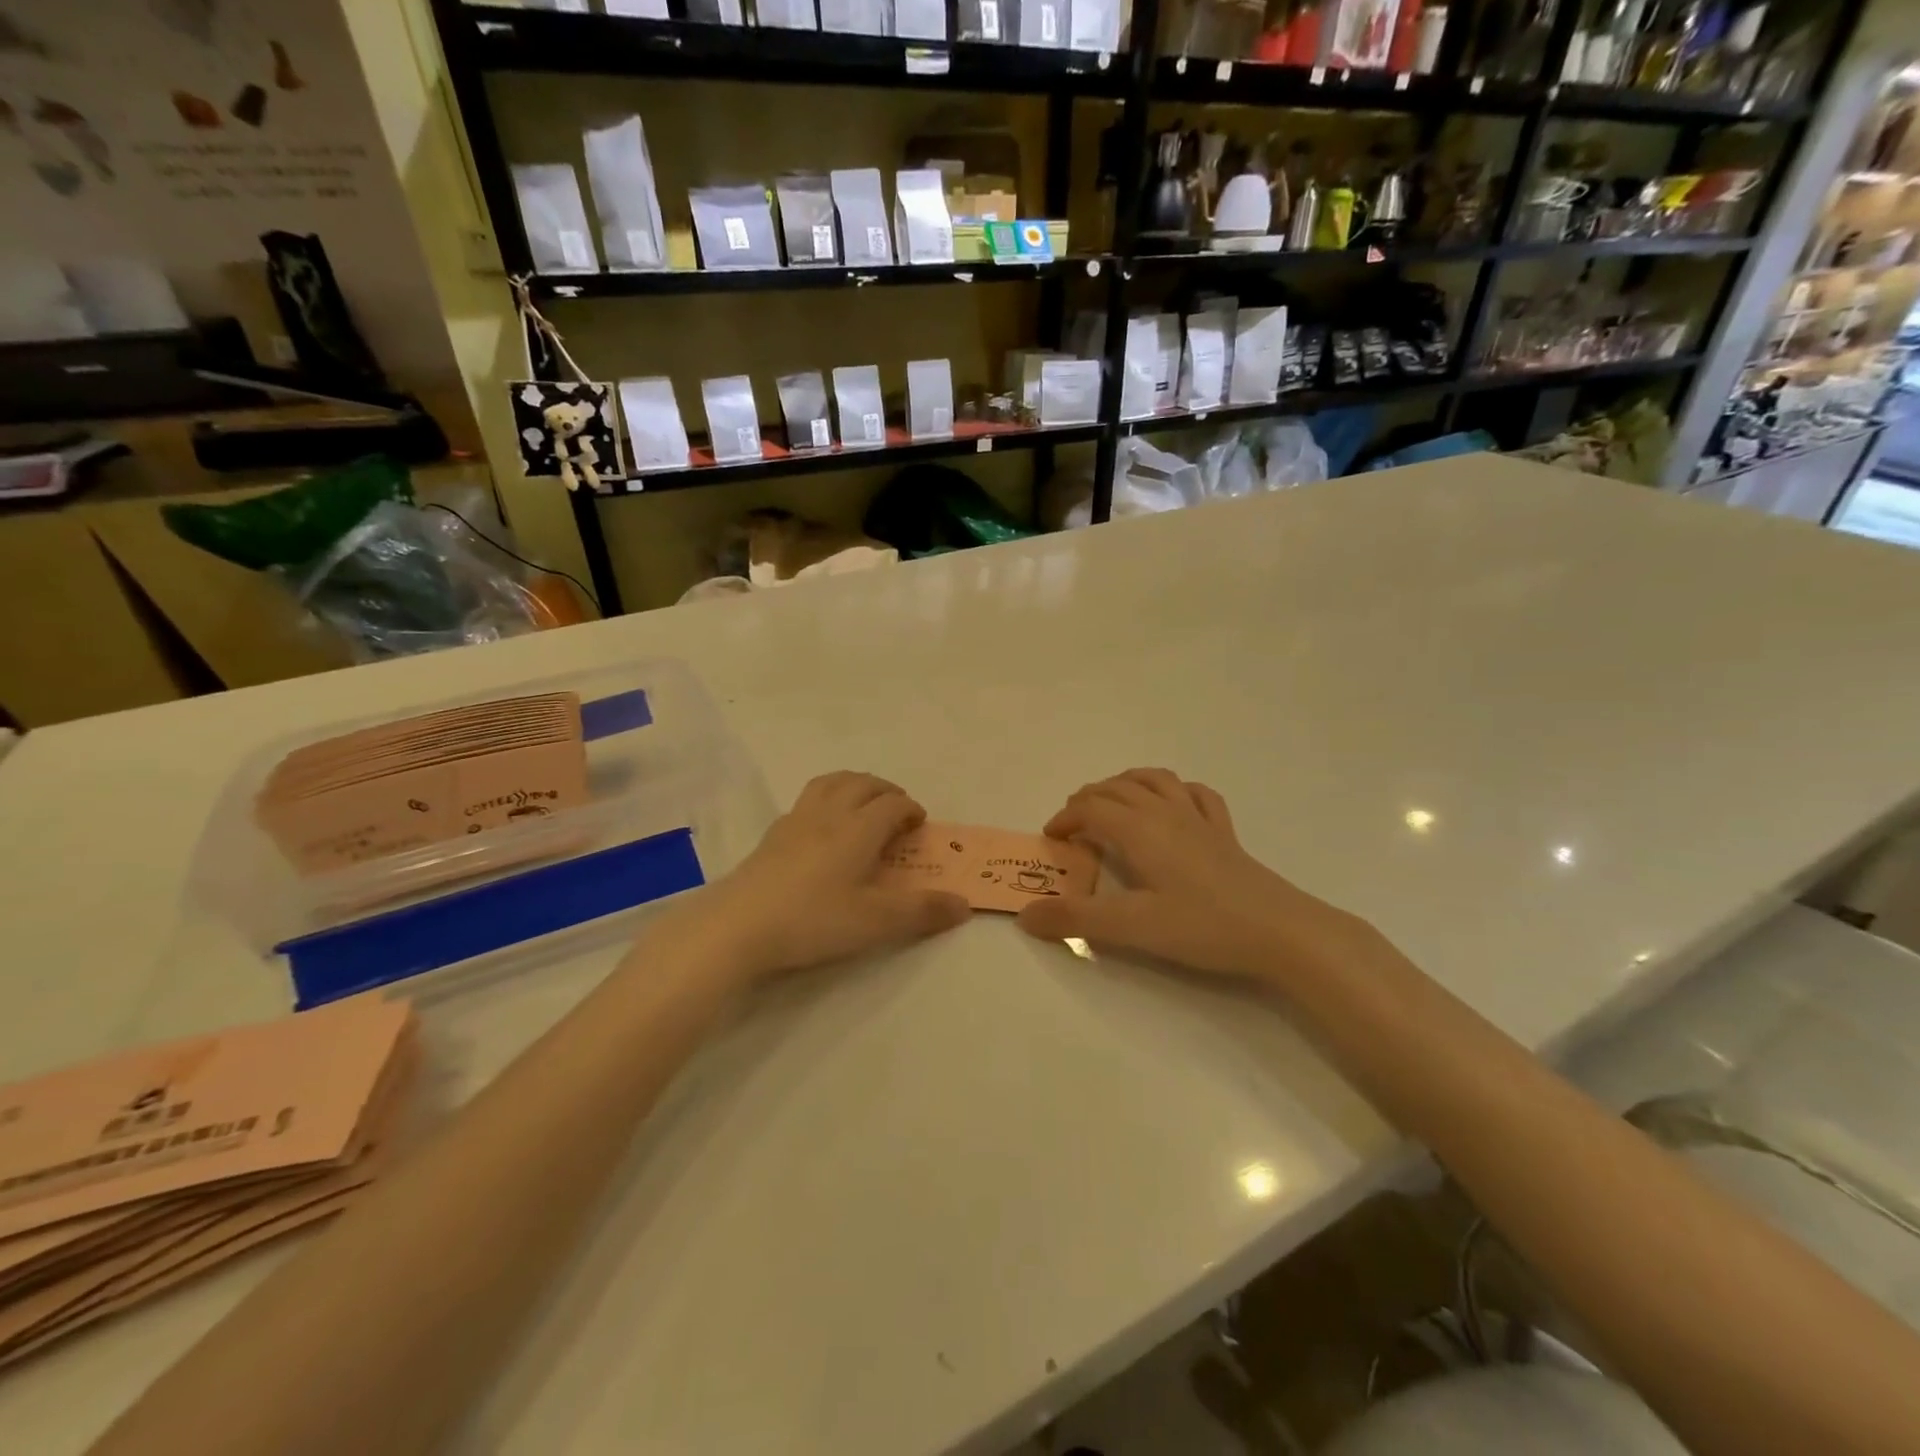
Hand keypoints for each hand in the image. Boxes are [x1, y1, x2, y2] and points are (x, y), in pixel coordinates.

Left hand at [659, 772, 969, 987]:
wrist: (738, 925)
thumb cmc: (813, 920)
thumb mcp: (875, 922)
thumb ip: (922, 912)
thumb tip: (964, 905)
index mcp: (858, 828)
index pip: (892, 804)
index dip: (910, 809)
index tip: (919, 824)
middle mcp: (830, 814)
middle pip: (862, 783)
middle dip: (886, 790)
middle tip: (897, 810)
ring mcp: (796, 821)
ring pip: (831, 783)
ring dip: (854, 785)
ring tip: (863, 804)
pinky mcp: (772, 835)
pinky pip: (807, 800)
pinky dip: (826, 800)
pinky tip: (822, 829)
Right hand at [1015, 768, 1385, 986]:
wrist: (1280, 931)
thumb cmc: (1202, 926)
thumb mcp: (1131, 927)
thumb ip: (1076, 919)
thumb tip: (1025, 916)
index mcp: (1140, 830)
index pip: (1091, 809)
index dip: (1065, 818)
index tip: (1051, 838)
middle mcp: (1165, 813)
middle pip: (1118, 788)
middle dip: (1089, 797)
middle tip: (1072, 821)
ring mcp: (1199, 819)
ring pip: (1156, 780)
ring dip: (1126, 782)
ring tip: (1113, 799)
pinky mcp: (1225, 833)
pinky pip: (1196, 794)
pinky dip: (1174, 790)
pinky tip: (1174, 804)